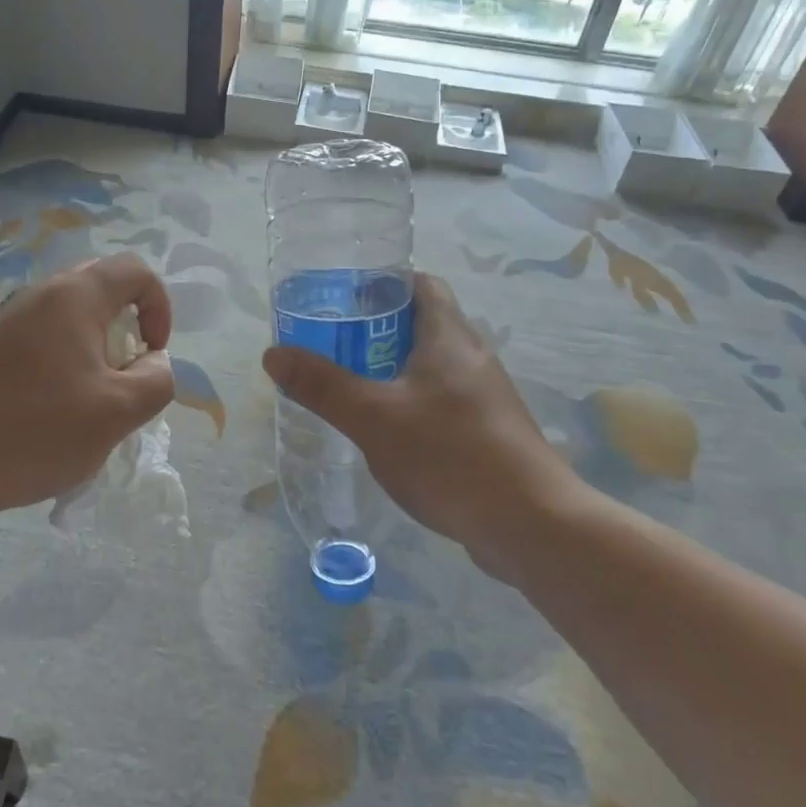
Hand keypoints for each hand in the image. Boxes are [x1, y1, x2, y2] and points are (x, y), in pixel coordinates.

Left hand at [0, 254, 174, 523]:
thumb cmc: (40, 432)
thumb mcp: (119, 412)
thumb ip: (157, 379)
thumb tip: (153, 362)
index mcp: (73, 297)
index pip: (135, 270)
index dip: (159, 306)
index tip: (152, 352)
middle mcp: (37, 293)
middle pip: (99, 284)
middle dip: (126, 321)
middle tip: (123, 368)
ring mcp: (3, 316)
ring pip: (65, 309)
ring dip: (91, 339)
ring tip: (87, 390)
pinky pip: (35, 331)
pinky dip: (58, 353)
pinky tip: (45, 402)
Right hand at [262, 273, 583, 579]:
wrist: (531, 524)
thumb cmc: (450, 455)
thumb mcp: (374, 418)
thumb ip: (323, 385)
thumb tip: (274, 354)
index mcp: (449, 336)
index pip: (420, 284)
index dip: (383, 282)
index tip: (343, 297)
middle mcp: (471, 356)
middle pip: (422, 323)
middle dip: (376, 329)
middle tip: (333, 344)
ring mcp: (484, 395)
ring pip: (432, 365)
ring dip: (393, 368)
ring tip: (352, 386)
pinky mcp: (489, 430)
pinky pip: (443, 399)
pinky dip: (412, 401)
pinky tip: (388, 431)